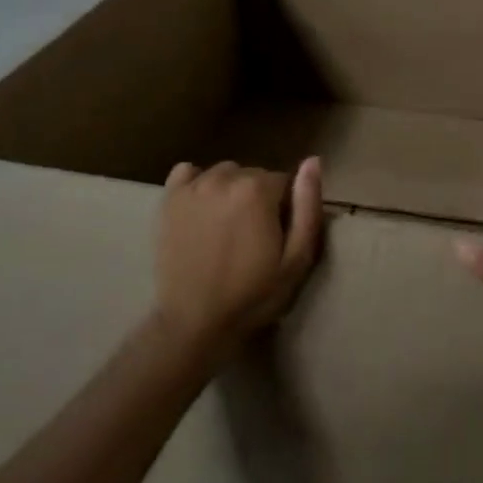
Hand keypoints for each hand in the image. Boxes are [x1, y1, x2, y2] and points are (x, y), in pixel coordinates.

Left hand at [154, 158, 323, 363]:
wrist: (196, 322)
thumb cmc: (253, 295)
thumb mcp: (296, 259)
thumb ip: (308, 206)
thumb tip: (313, 161)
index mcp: (257, 190)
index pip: (283, 180)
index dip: (284, 208)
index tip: (277, 235)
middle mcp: (224, 179)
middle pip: (253, 175)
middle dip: (259, 198)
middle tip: (253, 235)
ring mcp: (192, 187)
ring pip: (223, 174)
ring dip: (230, 190)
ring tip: (227, 226)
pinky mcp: (169, 200)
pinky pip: (186, 173)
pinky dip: (197, 183)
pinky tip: (201, 208)